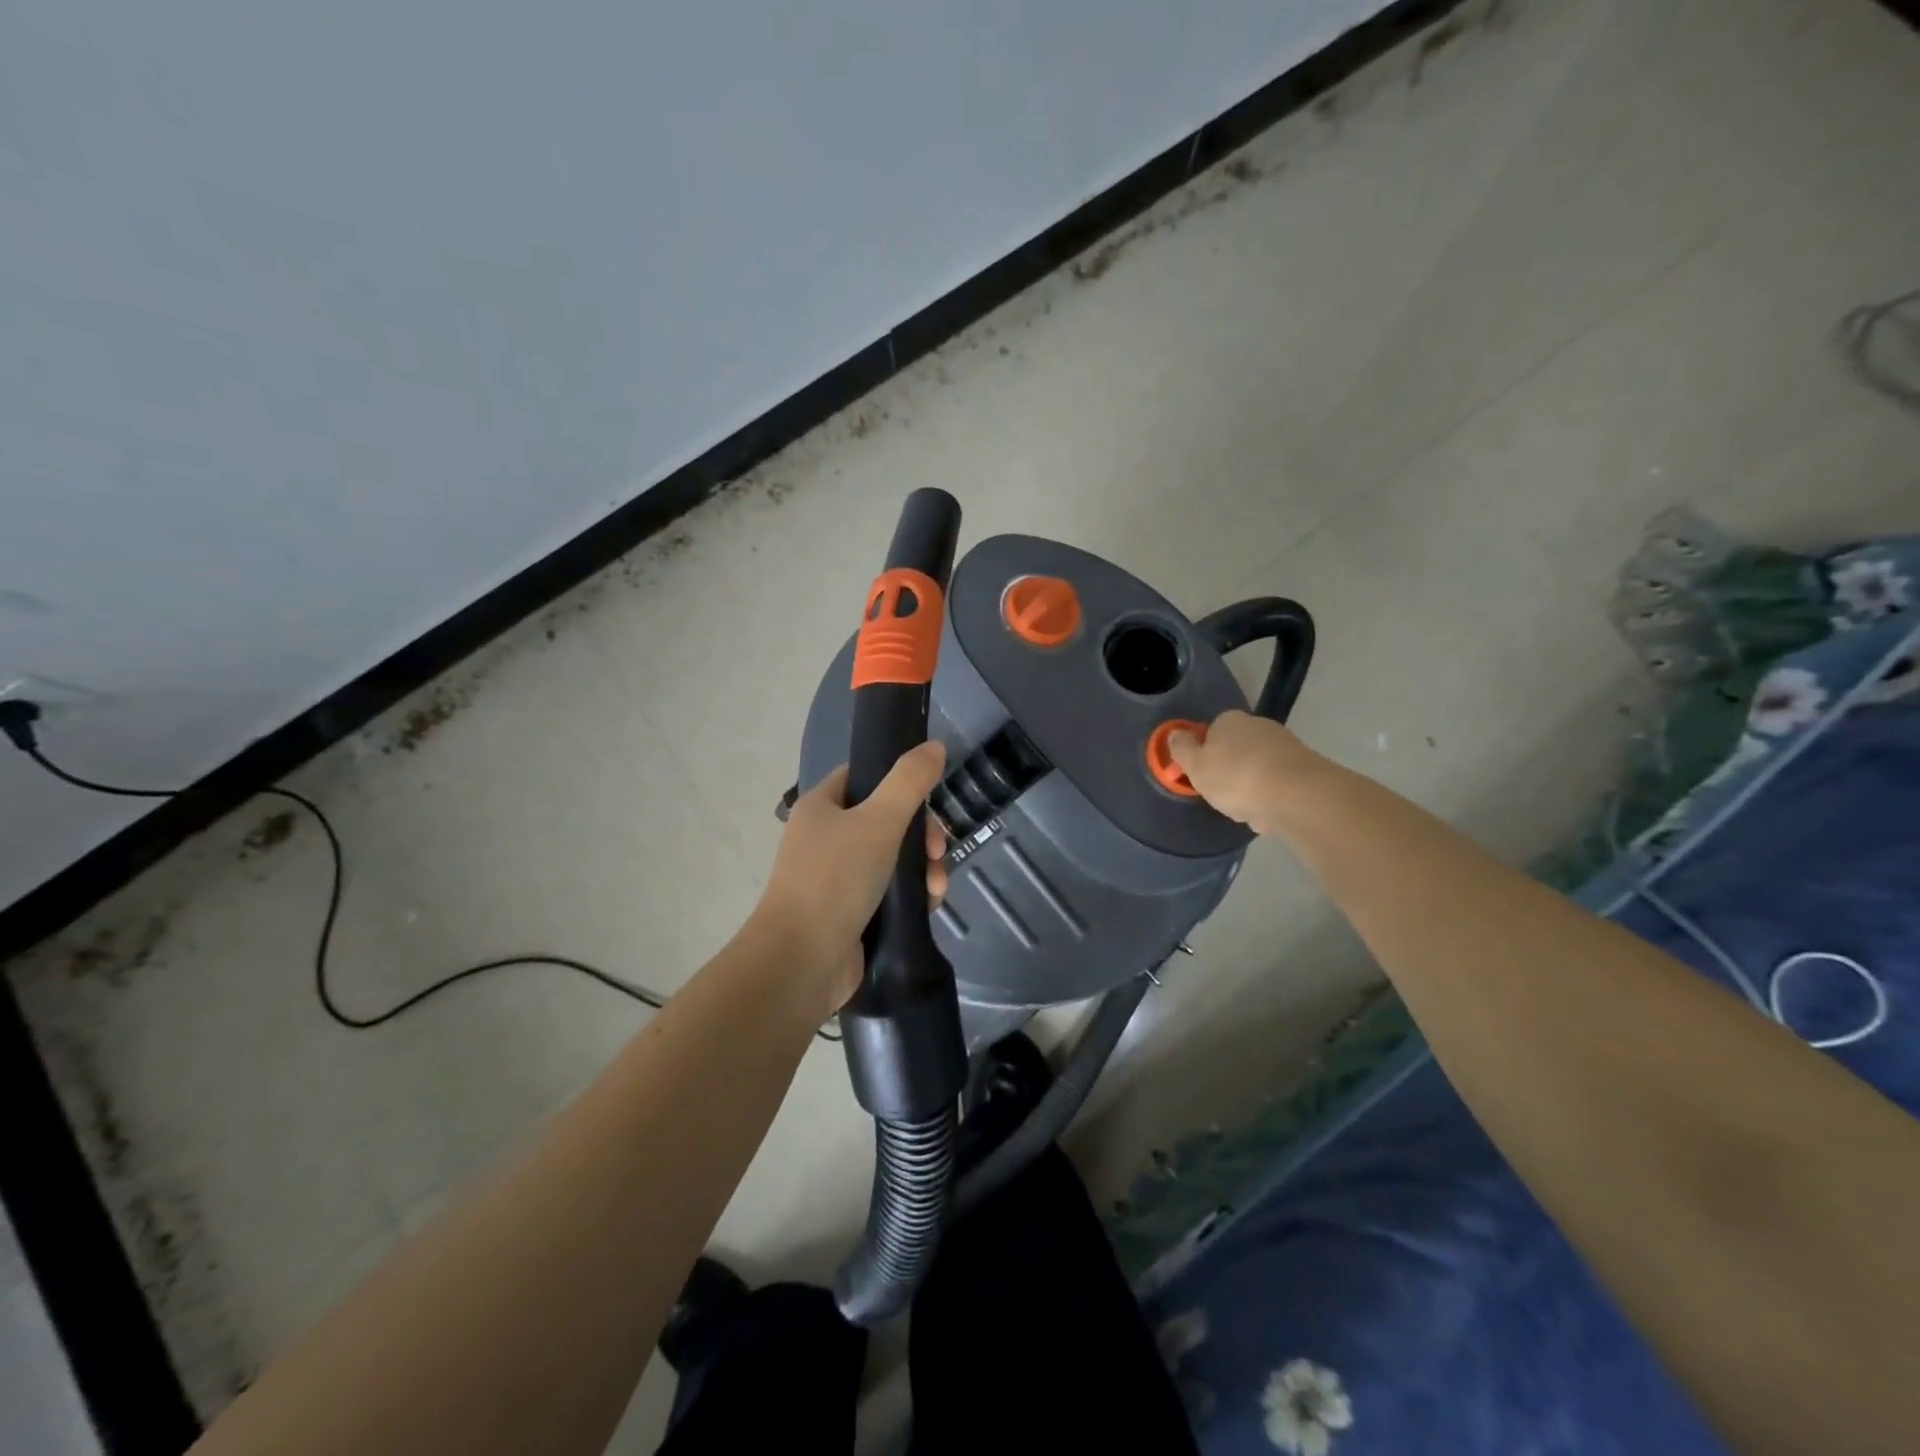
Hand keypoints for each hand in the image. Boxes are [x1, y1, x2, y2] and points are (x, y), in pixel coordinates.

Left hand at [754, 742, 949, 1014]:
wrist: (801, 962)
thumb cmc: (835, 880)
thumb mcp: (879, 821)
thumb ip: (909, 781)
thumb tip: (934, 746)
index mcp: (822, 807)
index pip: (863, 776)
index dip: (899, 782)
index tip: (930, 799)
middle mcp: (826, 838)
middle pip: (886, 819)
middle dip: (922, 836)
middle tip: (939, 852)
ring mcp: (837, 878)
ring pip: (893, 859)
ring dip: (923, 868)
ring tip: (936, 889)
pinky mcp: (850, 913)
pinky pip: (890, 893)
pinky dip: (912, 896)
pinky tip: (929, 906)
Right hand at [1168, 710, 1320, 834]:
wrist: (1295, 793)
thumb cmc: (1234, 777)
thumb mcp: (1195, 766)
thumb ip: (1181, 749)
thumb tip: (1175, 734)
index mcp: (1229, 721)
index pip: (1210, 733)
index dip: (1204, 757)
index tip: (1203, 778)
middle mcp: (1258, 725)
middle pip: (1236, 752)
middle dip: (1231, 775)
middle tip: (1225, 799)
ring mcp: (1285, 744)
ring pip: (1259, 770)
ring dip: (1253, 790)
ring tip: (1250, 814)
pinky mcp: (1306, 765)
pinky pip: (1279, 783)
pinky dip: (1272, 798)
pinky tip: (1269, 817)